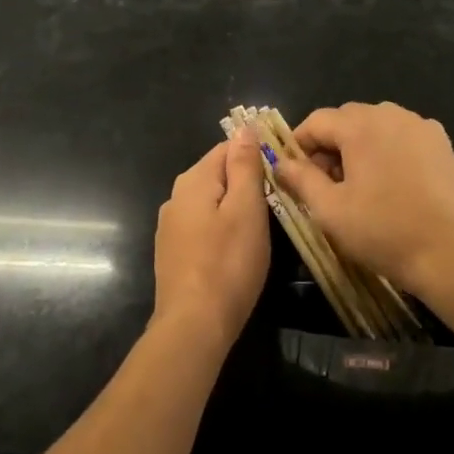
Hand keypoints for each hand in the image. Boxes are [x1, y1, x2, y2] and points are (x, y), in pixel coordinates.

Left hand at [152, 134, 269, 344]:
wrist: (193, 326)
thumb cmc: (228, 263)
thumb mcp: (246, 209)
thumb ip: (244, 166)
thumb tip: (244, 128)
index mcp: (193, 180)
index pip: (227, 147)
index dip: (256, 154)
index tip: (282, 173)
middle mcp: (175, 196)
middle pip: (217, 173)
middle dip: (246, 181)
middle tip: (278, 201)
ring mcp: (170, 226)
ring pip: (210, 201)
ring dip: (234, 206)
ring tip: (262, 224)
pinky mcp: (173, 253)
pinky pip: (202, 225)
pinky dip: (221, 228)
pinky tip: (236, 247)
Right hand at [273, 102, 453, 298]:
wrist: (453, 255)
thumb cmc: (384, 232)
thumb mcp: (330, 210)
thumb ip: (301, 179)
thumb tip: (280, 163)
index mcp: (361, 125)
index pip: (317, 121)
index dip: (299, 145)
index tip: (295, 175)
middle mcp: (392, 114)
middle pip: (347, 119)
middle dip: (330, 146)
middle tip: (326, 184)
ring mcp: (422, 127)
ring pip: (377, 126)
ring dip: (359, 147)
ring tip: (358, 186)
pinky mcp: (443, 145)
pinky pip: (404, 137)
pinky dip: (389, 151)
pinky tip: (391, 185)